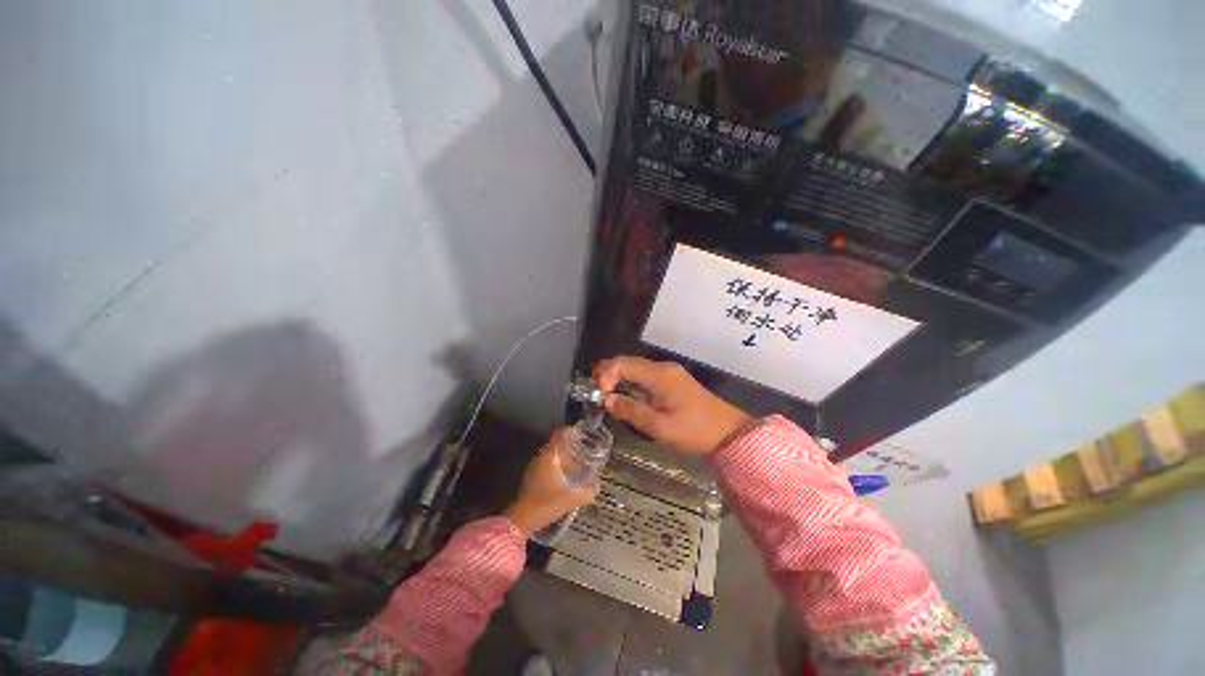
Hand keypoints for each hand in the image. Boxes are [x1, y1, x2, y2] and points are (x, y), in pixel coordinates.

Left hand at [504, 429, 598, 537]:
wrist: (522, 521)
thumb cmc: (546, 503)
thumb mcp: (571, 498)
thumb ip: (587, 492)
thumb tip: (597, 488)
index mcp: (549, 457)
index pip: (558, 435)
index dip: (569, 431)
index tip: (581, 432)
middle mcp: (540, 458)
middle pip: (556, 446)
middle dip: (570, 447)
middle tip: (584, 450)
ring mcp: (534, 469)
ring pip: (551, 457)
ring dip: (563, 459)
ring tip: (578, 465)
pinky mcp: (531, 479)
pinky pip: (546, 467)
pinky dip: (557, 468)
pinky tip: (565, 479)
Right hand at [594, 356, 752, 456]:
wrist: (728, 433)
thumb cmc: (694, 431)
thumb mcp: (660, 427)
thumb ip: (631, 411)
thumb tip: (607, 400)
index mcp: (659, 375)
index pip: (623, 364)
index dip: (605, 376)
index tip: (599, 396)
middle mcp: (662, 367)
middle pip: (627, 362)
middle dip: (608, 374)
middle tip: (595, 393)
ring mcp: (668, 372)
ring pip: (635, 368)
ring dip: (618, 378)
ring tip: (604, 395)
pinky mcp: (671, 380)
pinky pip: (644, 375)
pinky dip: (630, 382)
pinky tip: (624, 394)